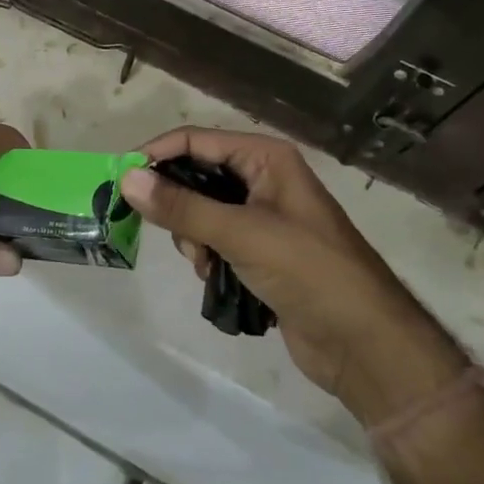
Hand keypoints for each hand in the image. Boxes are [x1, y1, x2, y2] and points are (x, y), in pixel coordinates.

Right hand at [120, 128, 466, 421]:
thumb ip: (182, 207)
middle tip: (169, 231)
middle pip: (197, 174)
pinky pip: (215, 239)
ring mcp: (263, 216)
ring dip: (193, 235)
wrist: (364, 343)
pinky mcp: (261, 251)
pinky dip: (207, 255)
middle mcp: (263, 178)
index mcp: (266, 158)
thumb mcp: (241, 233)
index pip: (197, 140)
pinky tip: (214, 276)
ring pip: (202, 211)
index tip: (119, 179)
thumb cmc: (309, 271)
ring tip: (204, 261)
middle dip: (178, 203)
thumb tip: (127, 178)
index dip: (157, 155)